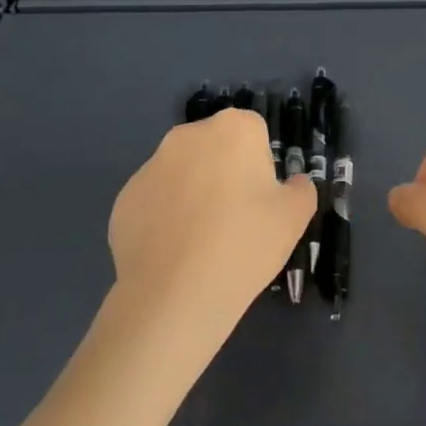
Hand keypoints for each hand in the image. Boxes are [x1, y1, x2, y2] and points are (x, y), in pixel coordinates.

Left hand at [110, 110, 315, 324]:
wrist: (175, 297)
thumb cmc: (245, 244)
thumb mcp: (295, 217)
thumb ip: (301, 189)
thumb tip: (292, 184)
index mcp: (234, 129)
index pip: (254, 134)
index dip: (260, 166)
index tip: (260, 201)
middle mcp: (188, 135)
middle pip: (215, 148)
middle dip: (224, 174)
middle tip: (235, 220)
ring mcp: (150, 166)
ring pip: (183, 173)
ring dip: (193, 193)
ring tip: (201, 242)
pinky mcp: (124, 198)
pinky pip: (155, 201)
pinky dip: (164, 218)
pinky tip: (173, 253)